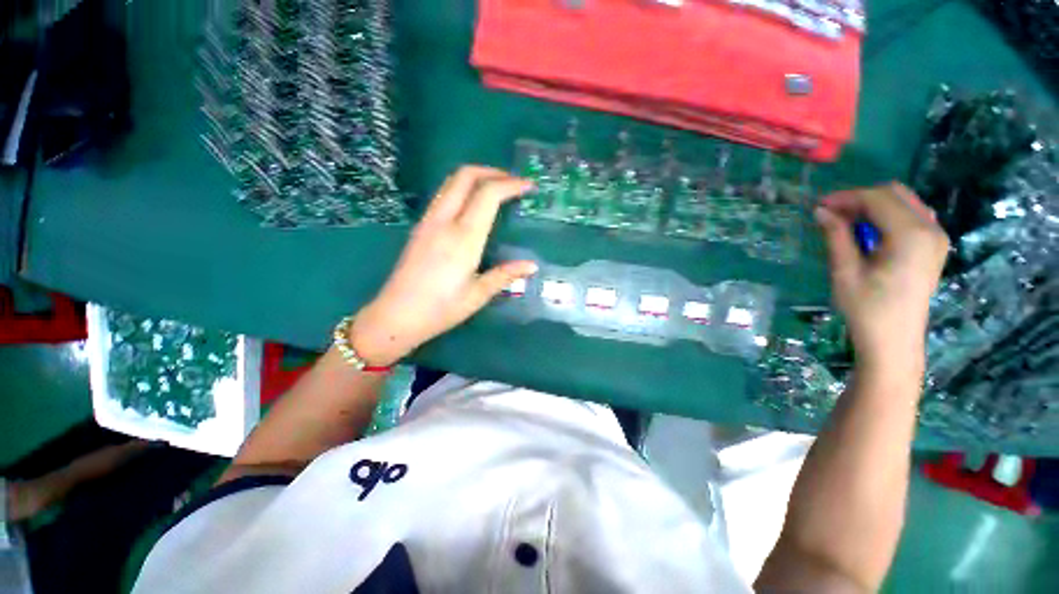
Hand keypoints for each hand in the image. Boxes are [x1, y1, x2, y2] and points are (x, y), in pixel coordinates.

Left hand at [351, 166, 537, 365]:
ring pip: (451, 182)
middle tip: (513, 182)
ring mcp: (428, 221)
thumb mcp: (478, 295)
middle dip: (492, 171)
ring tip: (496, 189)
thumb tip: (532, 265)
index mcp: (463, 238)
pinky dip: (462, 189)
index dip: (511, 184)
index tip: (529, 186)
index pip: (488, 194)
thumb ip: (505, 275)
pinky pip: (443, 195)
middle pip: (465, 176)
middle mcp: (444, 221)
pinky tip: (473, 206)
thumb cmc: (441, 309)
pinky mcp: (420, 227)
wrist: (395, 316)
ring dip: (476, 177)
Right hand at [815, 183, 948, 375]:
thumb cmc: (866, 308)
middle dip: (859, 198)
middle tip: (830, 214)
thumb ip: (836, 236)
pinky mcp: (934, 246)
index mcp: (911, 235)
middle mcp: (930, 229)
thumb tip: (821, 211)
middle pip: (894, 194)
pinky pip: (911, 215)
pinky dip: (887, 215)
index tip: (817, 206)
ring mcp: (936, 237)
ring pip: (904, 202)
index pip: (877, 199)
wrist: (893, 340)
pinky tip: (869, 231)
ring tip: (846, 222)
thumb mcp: (845, 271)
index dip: (846, 198)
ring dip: (873, 205)